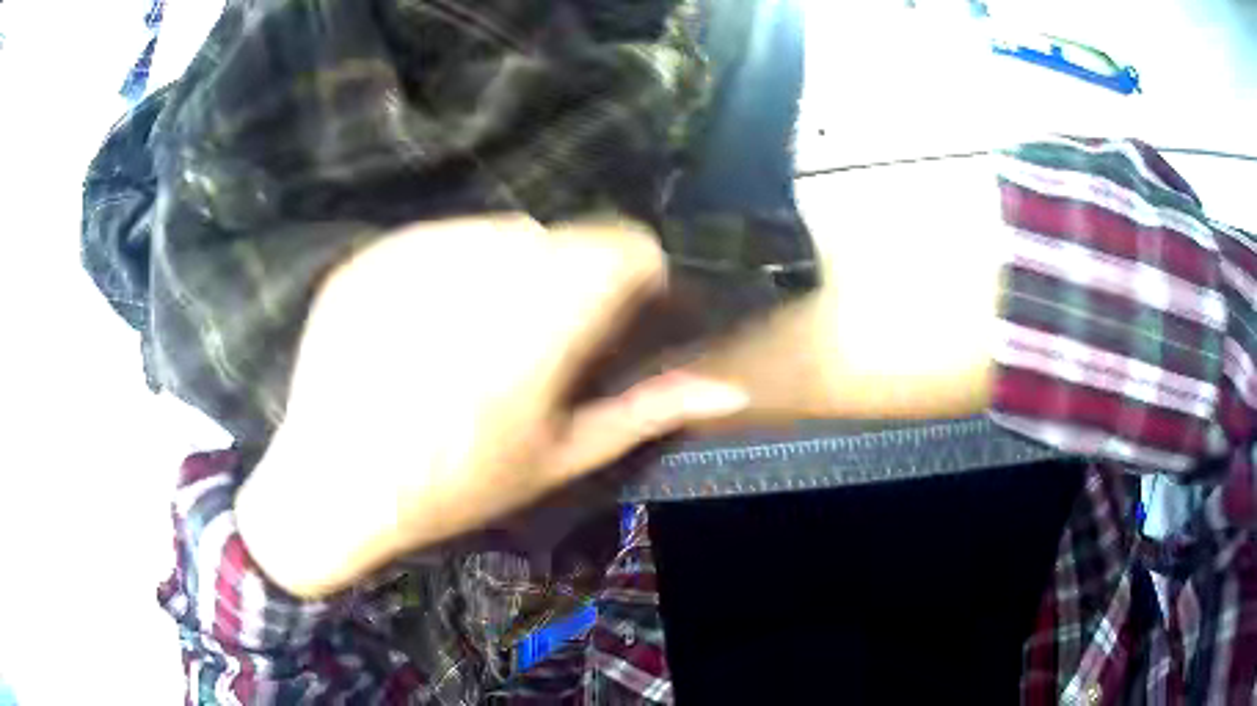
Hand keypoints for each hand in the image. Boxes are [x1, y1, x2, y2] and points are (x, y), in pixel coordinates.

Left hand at [236, 215, 749, 597]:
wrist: (333, 485)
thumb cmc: (455, 484)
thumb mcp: (560, 456)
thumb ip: (649, 411)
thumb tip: (730, 389)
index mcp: (542, 314)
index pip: (625, 244)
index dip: (633, 275)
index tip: (616, 317)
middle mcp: (482, 262)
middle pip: (561, 237)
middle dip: (567, 280)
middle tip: (537, 342)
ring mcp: (415, 250)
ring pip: (497, 233)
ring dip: (506, 271)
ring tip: (474, 337)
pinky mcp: (370, 254)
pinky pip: (433, 240)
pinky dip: (445, 271)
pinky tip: (421, 326)